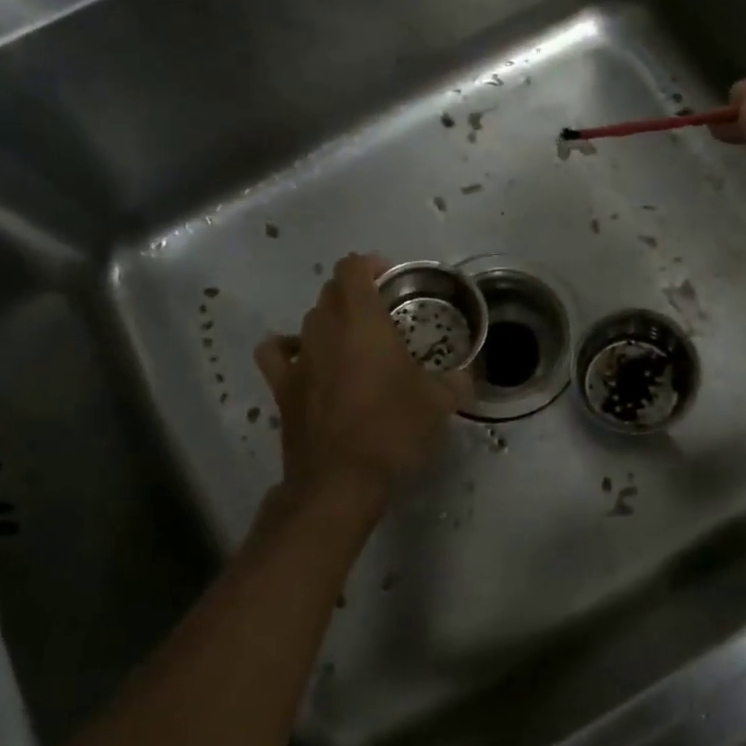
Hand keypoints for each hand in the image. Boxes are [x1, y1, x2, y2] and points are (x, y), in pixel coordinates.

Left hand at [254, 255, 471, 507]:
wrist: (339, 480)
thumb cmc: (392, 431)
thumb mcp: (438, 404)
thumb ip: (456, 381)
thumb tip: (468, 375)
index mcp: (362, 322)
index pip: (353, 268)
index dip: (370, 265)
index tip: (391, 281)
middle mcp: (325, 329)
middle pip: (331, 291)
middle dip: (355, 292)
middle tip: (383, 314)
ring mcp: (299, 357)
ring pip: (309, 318)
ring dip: (331, 320)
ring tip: (353, 340)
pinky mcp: (282, 386)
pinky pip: (277, 351)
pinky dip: (289, 347)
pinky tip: (308, 359)